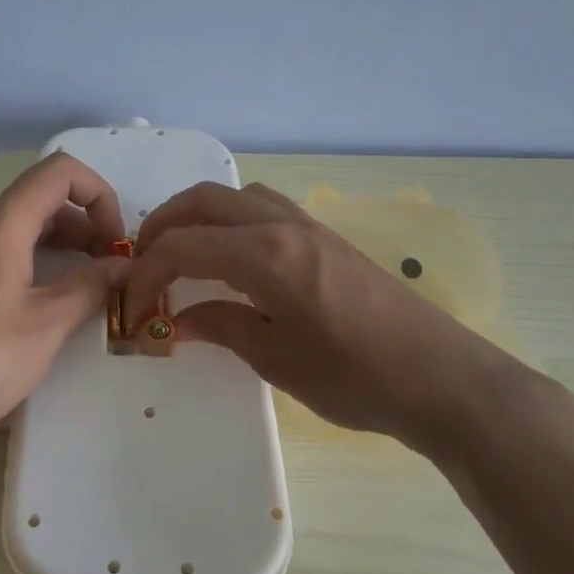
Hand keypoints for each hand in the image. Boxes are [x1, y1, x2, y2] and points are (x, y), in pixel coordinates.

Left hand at [0, 153, 129, 442]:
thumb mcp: (48, 324)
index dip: (99, 194)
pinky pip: (4, 246)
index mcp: (2, 221)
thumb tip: (124, 266)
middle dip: (86, 224)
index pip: (60, 171)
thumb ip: (91, 285)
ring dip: (64, 244)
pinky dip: (37, 258)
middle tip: (112, 268)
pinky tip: (51, 297)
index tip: (116, 239)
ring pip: (24, 224)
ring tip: (91, 284)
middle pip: (43, 198)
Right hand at [126, 182, 517, 457]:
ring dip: (198, 215)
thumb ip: (220, 326)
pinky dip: (230, 218)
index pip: (183, 245)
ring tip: (181, 252)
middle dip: (163, 225)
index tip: (132, 304)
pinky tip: (231, 256)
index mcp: (264, 255)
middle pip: (204, 200)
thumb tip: (176, 318)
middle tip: (143, 262)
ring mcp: (307, 224)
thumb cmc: (355, 376)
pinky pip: (262, 206)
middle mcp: (281, 224)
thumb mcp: (275, 359)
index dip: (147, 271)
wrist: (441, 377)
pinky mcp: (325, 235)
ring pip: (235, 195)